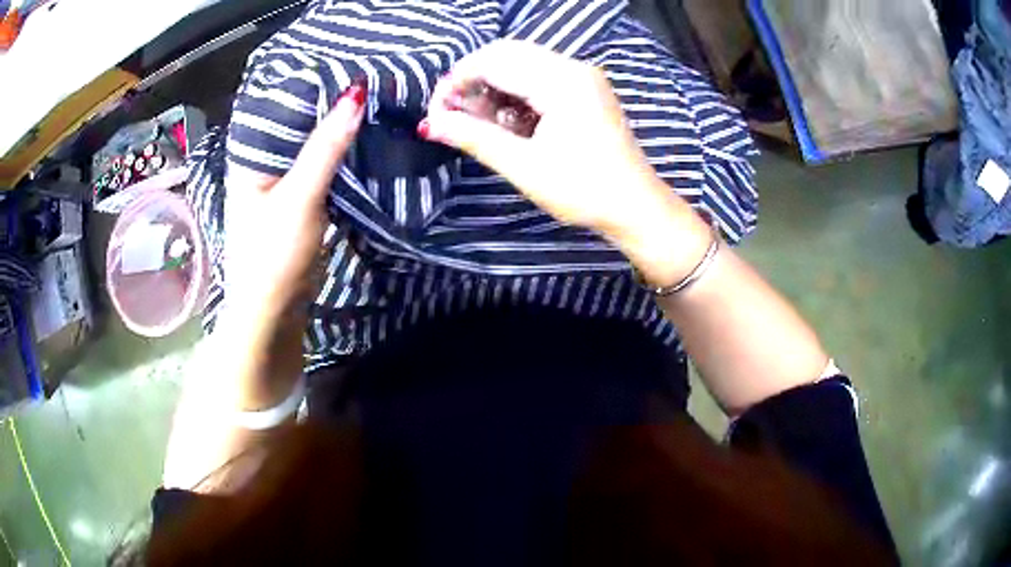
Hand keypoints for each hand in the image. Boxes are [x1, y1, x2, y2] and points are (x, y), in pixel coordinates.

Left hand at [207, 81, 364, 409]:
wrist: (273, 315)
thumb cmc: (273, 256)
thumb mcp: (299, 197)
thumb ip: (325, 147)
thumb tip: (356, 92)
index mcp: (249, 156)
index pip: (280, 105)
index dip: (312, 84)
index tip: (350, 64)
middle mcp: (262, 165)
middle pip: (298, 125)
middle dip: (329, 106)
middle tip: (371, 80)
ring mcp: (280, 185)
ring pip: (310, 148)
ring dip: (336, 132)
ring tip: (374, 103)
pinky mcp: (297, 204)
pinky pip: (320, 170)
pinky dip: (339, 158)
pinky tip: (363, 143)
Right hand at [421, 40, 691, 244]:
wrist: (636, 207)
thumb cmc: (584, 191)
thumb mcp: (524, 166)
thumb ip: (474, 138)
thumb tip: (430, 124)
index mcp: (561, 80)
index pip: (492, 60)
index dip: (456, 82)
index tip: (437, 114)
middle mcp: (573, 67)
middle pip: (505, 55)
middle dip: (473, 83)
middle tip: (456, 119)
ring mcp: (581, 76)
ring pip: (520, 65)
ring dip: (493, 90)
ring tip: (483, 128)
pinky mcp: (584, 89)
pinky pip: (538, 78)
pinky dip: (515, 96)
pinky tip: (509, 125)